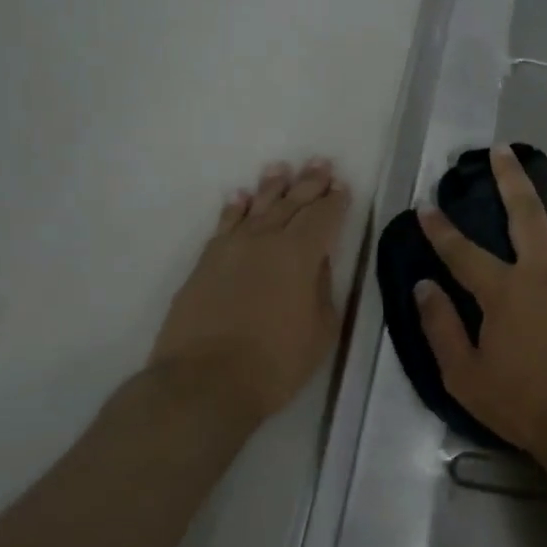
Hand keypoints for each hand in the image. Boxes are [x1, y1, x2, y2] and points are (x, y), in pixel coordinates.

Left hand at [149, 158, 352, 424]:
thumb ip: (322, 288)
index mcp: (300, 254)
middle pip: (292, 204)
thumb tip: (317, 263)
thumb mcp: (320, 329)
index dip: (335, 201)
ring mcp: (231, 249)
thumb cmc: (275, 362)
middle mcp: (265, 241)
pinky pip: (224, 225)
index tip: (342, 186)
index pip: (323, 217)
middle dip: (309, 184)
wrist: (204, 382)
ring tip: (281, 168)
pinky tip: (239, 197)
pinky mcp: (205, 264)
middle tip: (320, 163)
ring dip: (271, 187)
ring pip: (256, 208)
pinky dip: (233, 209)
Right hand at [415, 145, 546, 470]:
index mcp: (503, 292)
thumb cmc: (524, 403)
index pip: (462, 251)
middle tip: (502, 151)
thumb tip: (423, 286)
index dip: (441, 227)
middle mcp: (541, 272)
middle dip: (510, 179)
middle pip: (524, 214)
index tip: (427, 204)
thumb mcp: (465, 376)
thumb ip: (441, 328)